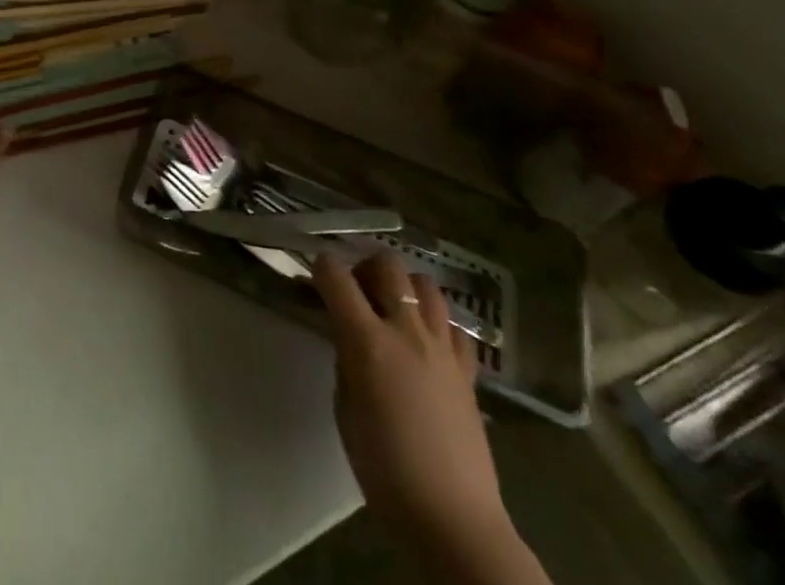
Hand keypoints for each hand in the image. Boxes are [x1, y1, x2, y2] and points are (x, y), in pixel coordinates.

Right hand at [313, 251, 518, 570]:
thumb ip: (346, 360)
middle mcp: (406, 331)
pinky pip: (454, 325)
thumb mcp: (345, 409)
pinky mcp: (468, 370)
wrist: (453, 519)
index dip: (321, 267)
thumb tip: (348, 337)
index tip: (316, 278)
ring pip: (426, 284)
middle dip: (366, 267)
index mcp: (367, 340)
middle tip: (358, 291)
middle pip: (388, 264)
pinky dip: (437, 322)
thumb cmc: (384, 469)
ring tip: (395, 310)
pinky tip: (428, 342)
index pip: (335, 275)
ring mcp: (442, 348)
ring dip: (405, 287)